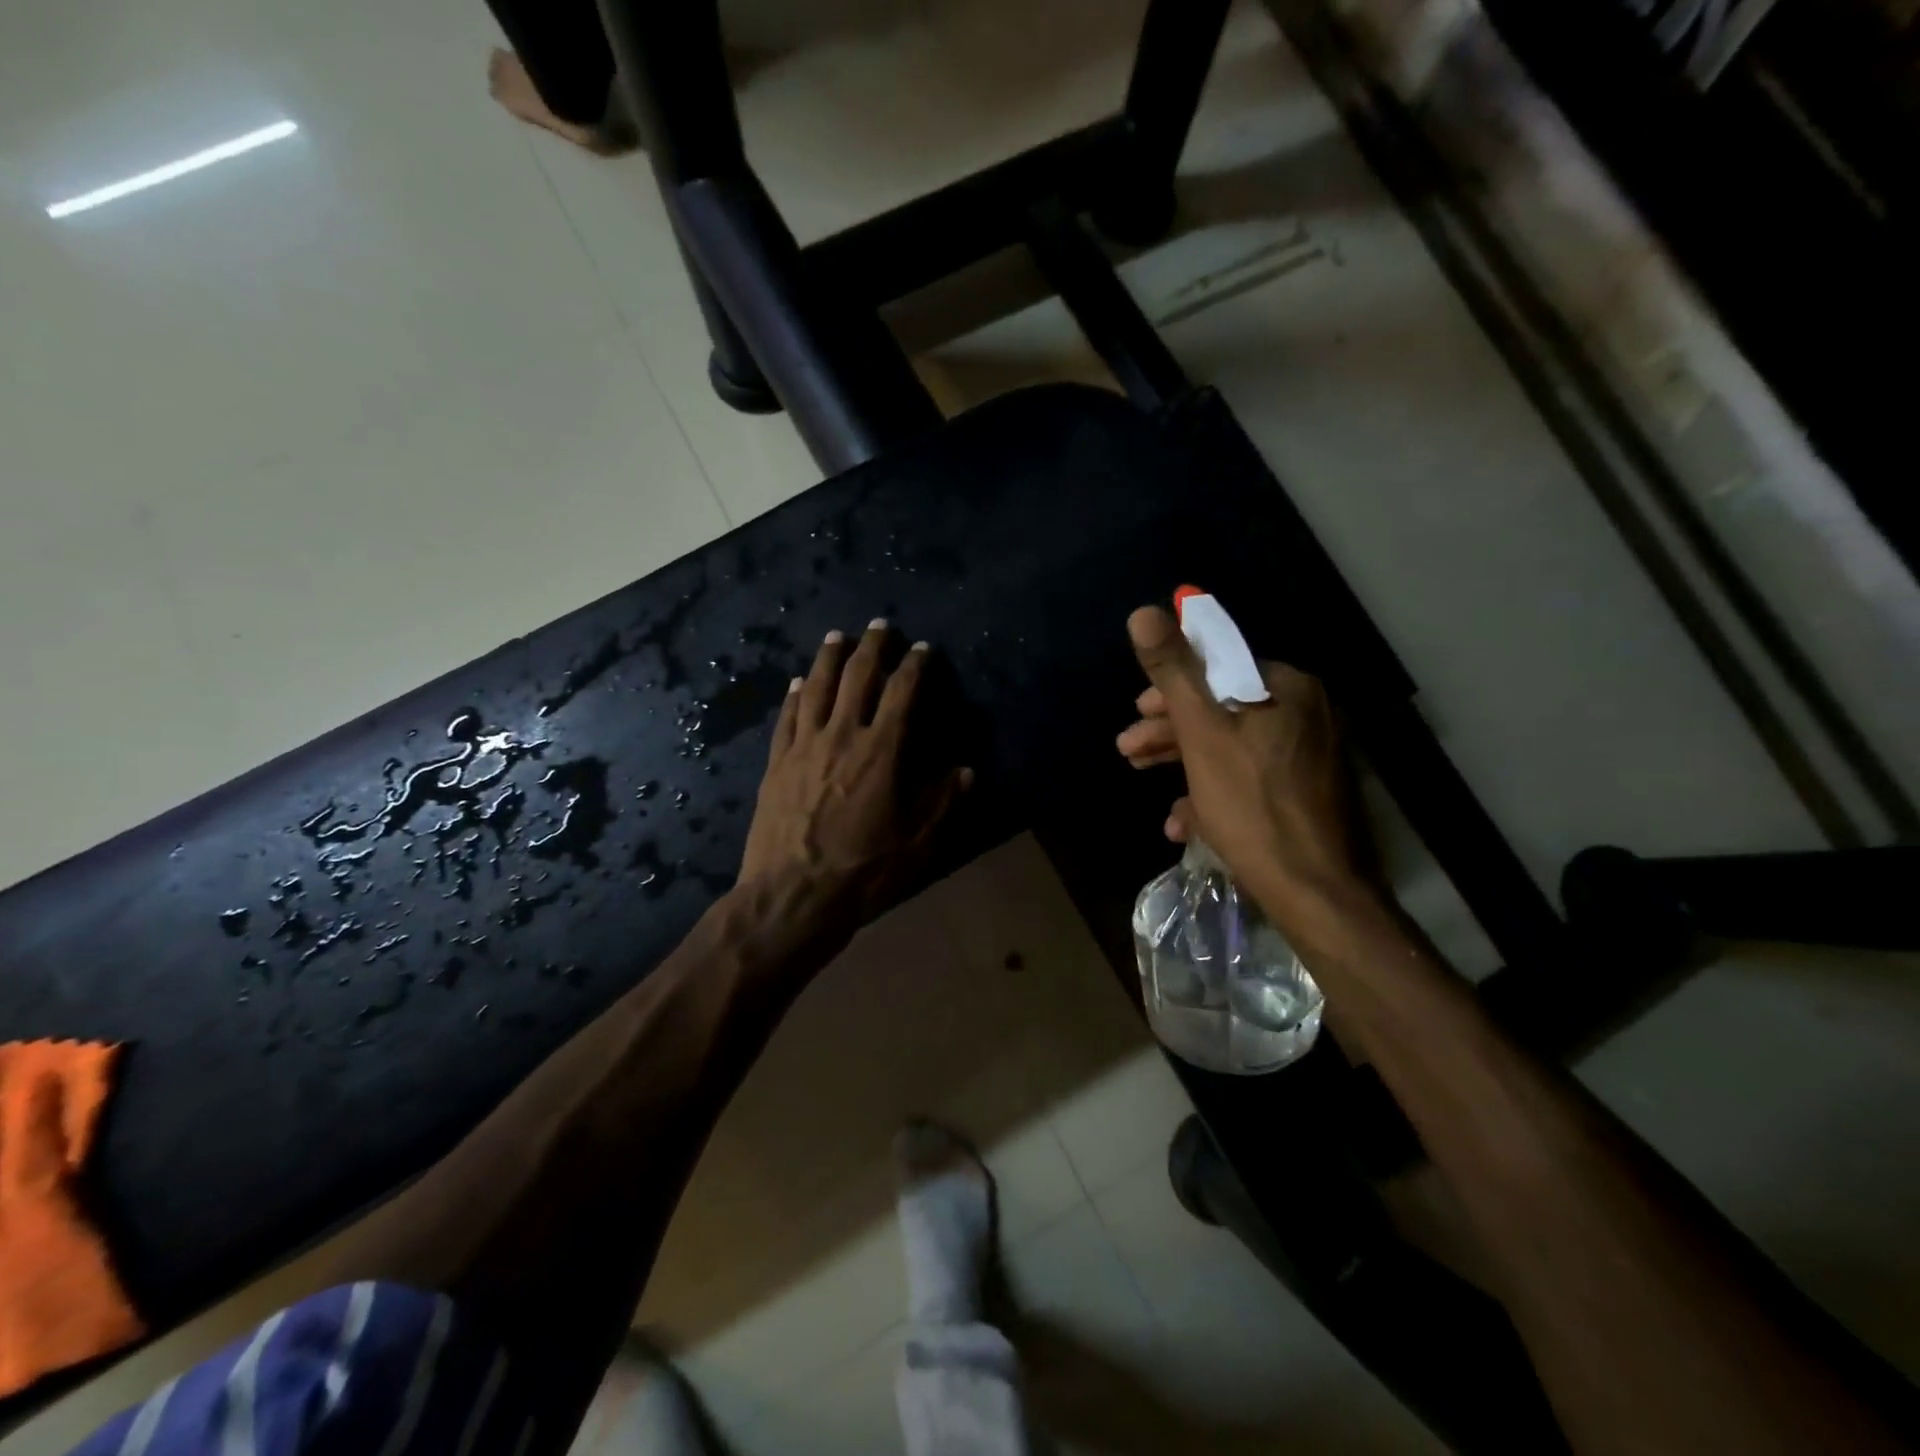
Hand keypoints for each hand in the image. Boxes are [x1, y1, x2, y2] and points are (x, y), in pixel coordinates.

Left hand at [739, 621, 970, 925]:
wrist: (792, 896)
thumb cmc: (862, 872)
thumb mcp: (917, 843)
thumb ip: (942, 802)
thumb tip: (966, 770)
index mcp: (881, 751)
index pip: (902, 694)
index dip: (914, 666)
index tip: (922, 648)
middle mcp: (841, 736)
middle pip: (856, 678)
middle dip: (871, 647)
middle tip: (879, 626)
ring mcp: (803, 747)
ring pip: (816, 688)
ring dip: (829, 658)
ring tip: (837, 637)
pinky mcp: (776, 764)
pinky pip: (786, 718)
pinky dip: (794, 695)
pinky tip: (797, 682)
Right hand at [1115, 605, 1369, 915]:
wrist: (1316, 892)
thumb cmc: (1252, 805)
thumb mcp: (1202, 733)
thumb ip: (1173, 672)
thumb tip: (1144, 612)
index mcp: (1287, 688)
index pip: (1219, 668)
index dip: (1171, 689)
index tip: (1138, 712)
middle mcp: (1308, 713)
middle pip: (1224, 710)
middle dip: (1171, 732)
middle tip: (1129, 750)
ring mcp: (1312, 756)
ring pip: (1234, 747)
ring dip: (1185, 764)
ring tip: (1147, 785)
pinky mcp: (1309, 794)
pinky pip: (1253, 779)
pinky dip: (1216, 793)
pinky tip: (1185, 824)